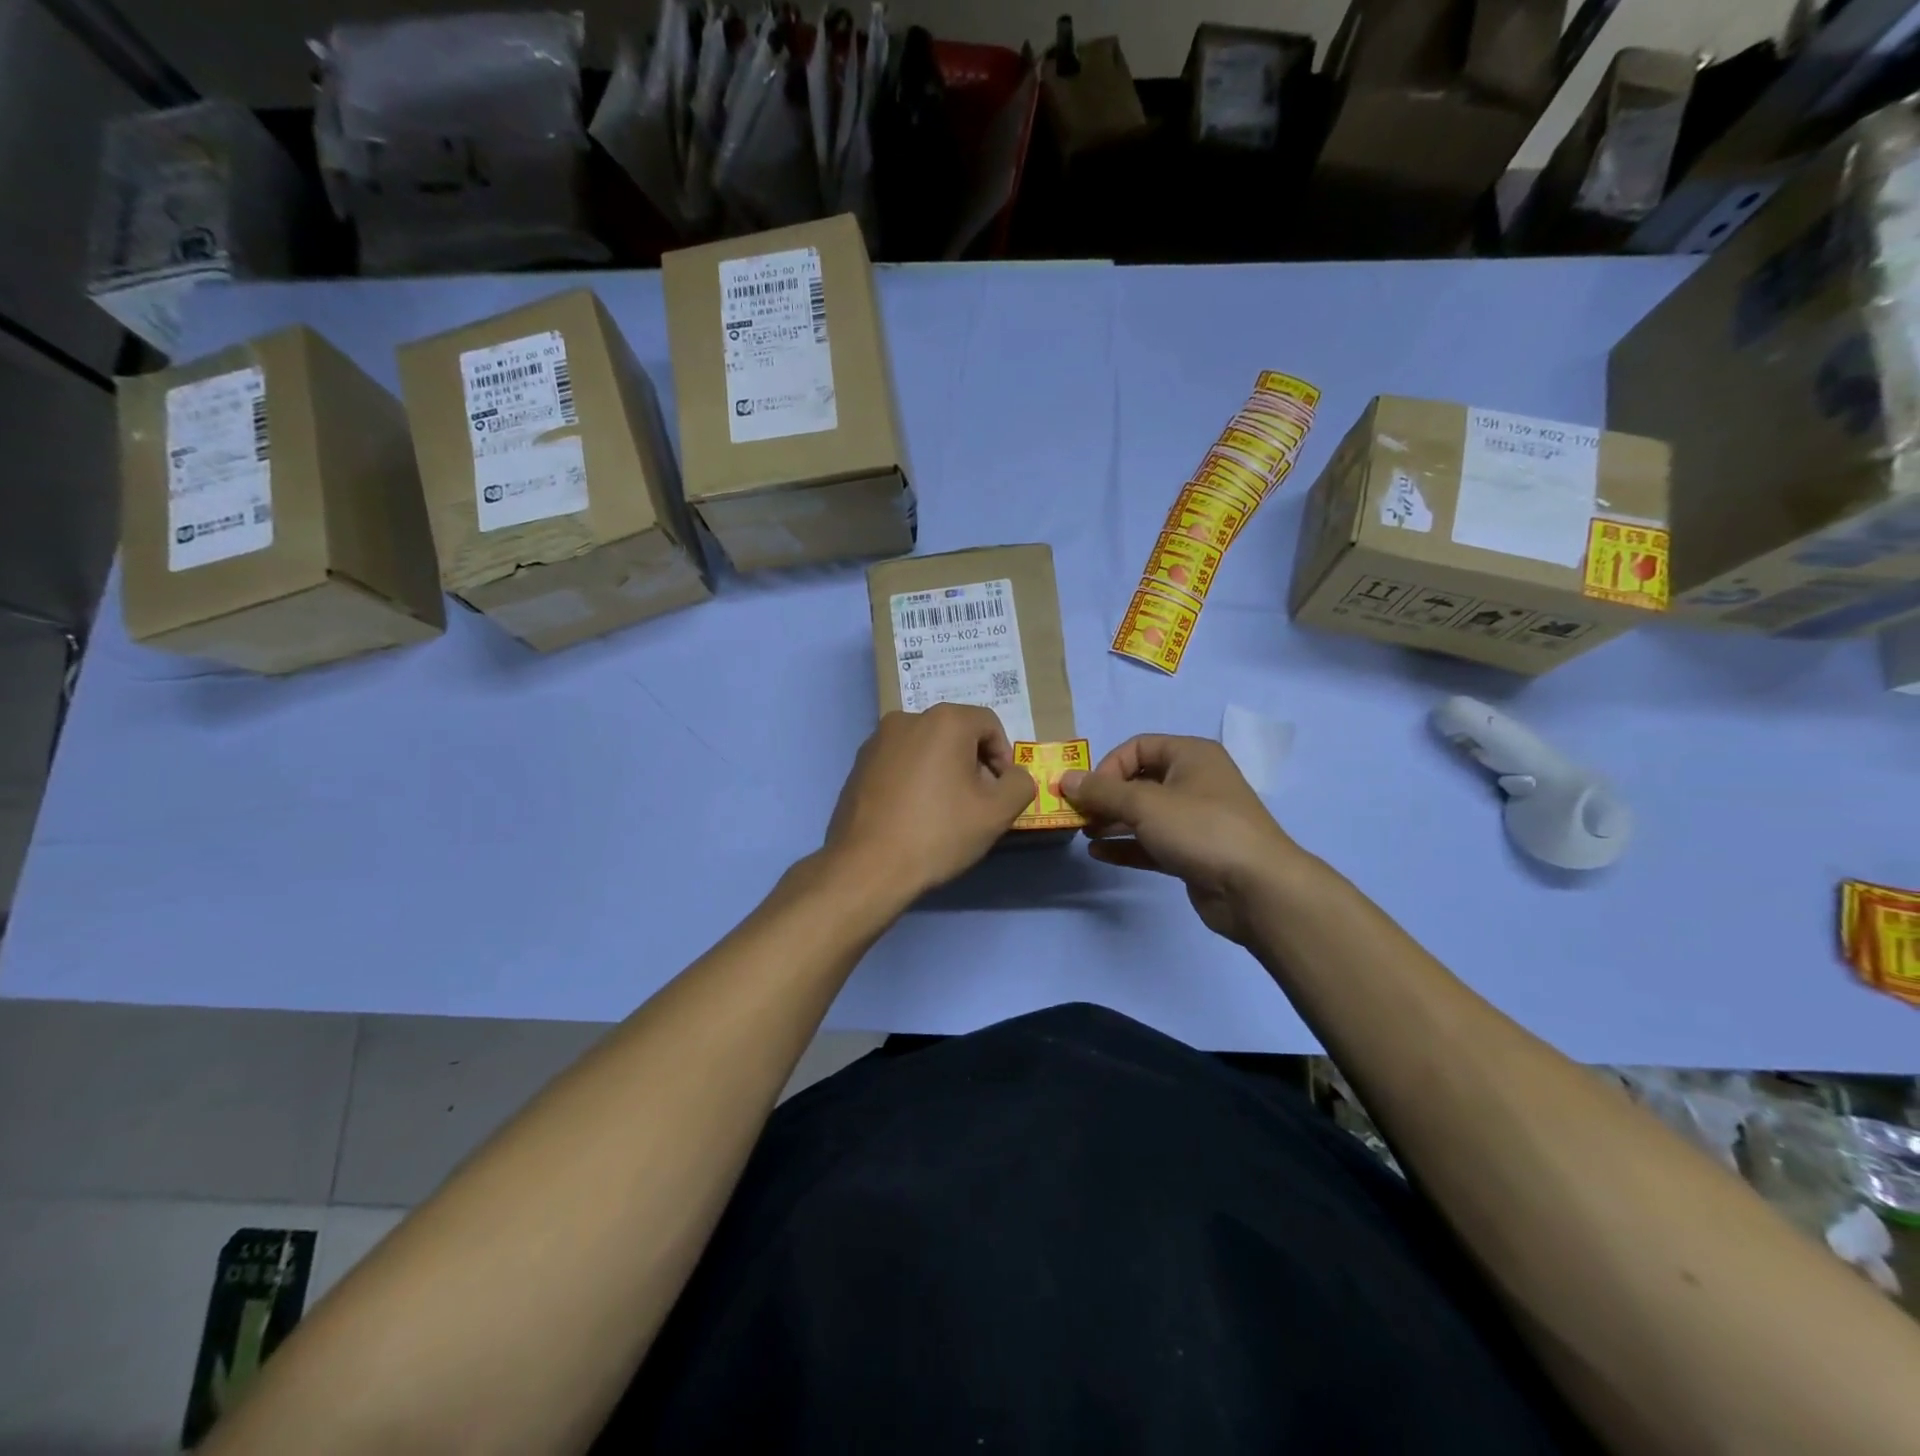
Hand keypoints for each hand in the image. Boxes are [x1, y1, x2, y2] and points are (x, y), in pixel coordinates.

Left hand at [824, 705, 1035, 899]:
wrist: (867, 866)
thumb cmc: (938, 833)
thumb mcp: (997, 812)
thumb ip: (1020, 784)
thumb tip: (1013, 776)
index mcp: (944, 720)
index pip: (989, 725)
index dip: (1003, 757)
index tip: (1000, 792)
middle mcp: (906, 718)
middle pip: (955, 734)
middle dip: (972, 764)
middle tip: (975, 804)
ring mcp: (876, 741)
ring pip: (925, 749)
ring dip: (942, 772)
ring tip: (943, 812)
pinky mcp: (858, 765)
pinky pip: (899, 763)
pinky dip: (914, 780)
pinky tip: (912, 815)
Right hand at [1060, 735, 1307, 944]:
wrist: (1257, 888)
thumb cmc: (1201, 829)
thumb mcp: (1145, 804)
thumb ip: (1102, 791)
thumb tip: (1065, 779)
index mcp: (1190, 756)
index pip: (1138, 747)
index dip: (1108, 766)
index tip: (1087, 792)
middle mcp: (1194, 781)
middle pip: (1139, 781)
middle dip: (1106, 797)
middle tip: (1078, 816)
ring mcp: (1195, 820)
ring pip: (1144, 814)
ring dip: (1112, 822)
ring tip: (1085, 835)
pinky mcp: (1193, 853)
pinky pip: (1152, 842)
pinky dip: (1127, 846)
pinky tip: (1099, 854)